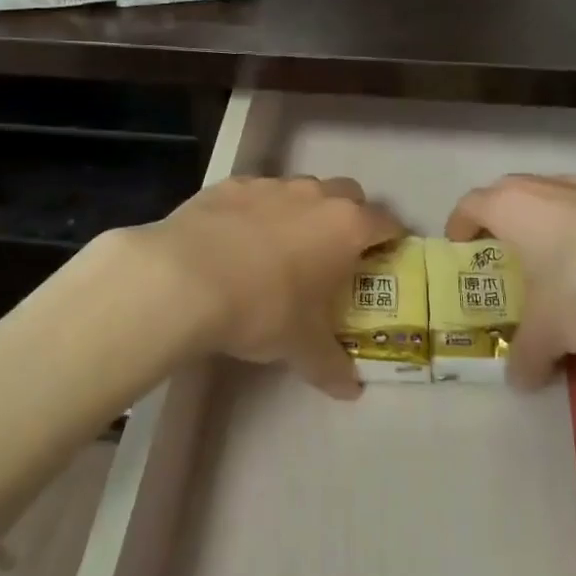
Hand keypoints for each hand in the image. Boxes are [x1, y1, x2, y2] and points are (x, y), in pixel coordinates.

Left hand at [123, 176, 403, 398]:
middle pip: (348, 194)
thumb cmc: (262, 309)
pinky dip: (257, 210)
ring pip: (301, 189)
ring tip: (282, 247)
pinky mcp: (230, 184)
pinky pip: (256, 193)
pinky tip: (236, 239)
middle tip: (334, 252)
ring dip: (302, 211)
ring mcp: (270, 185)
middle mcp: (314, 195)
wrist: (185, 278)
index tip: (386, 256)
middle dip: (349, 216)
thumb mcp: (301, 347)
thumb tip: (351, 390)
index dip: (390, 239)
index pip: (385, 222)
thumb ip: (331, 366)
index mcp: (345, 227)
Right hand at [446, 175, 575, 388]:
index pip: (469, 205)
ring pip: (552, 199)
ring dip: (546, 226)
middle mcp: (544, 186)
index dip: (459, 227)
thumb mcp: (552, 333)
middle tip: (506, 260)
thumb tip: (517, 382)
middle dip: (501, 224)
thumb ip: (526, 356)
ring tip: (558, 265)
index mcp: (511, 206)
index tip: (460, 249)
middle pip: (507, 195)